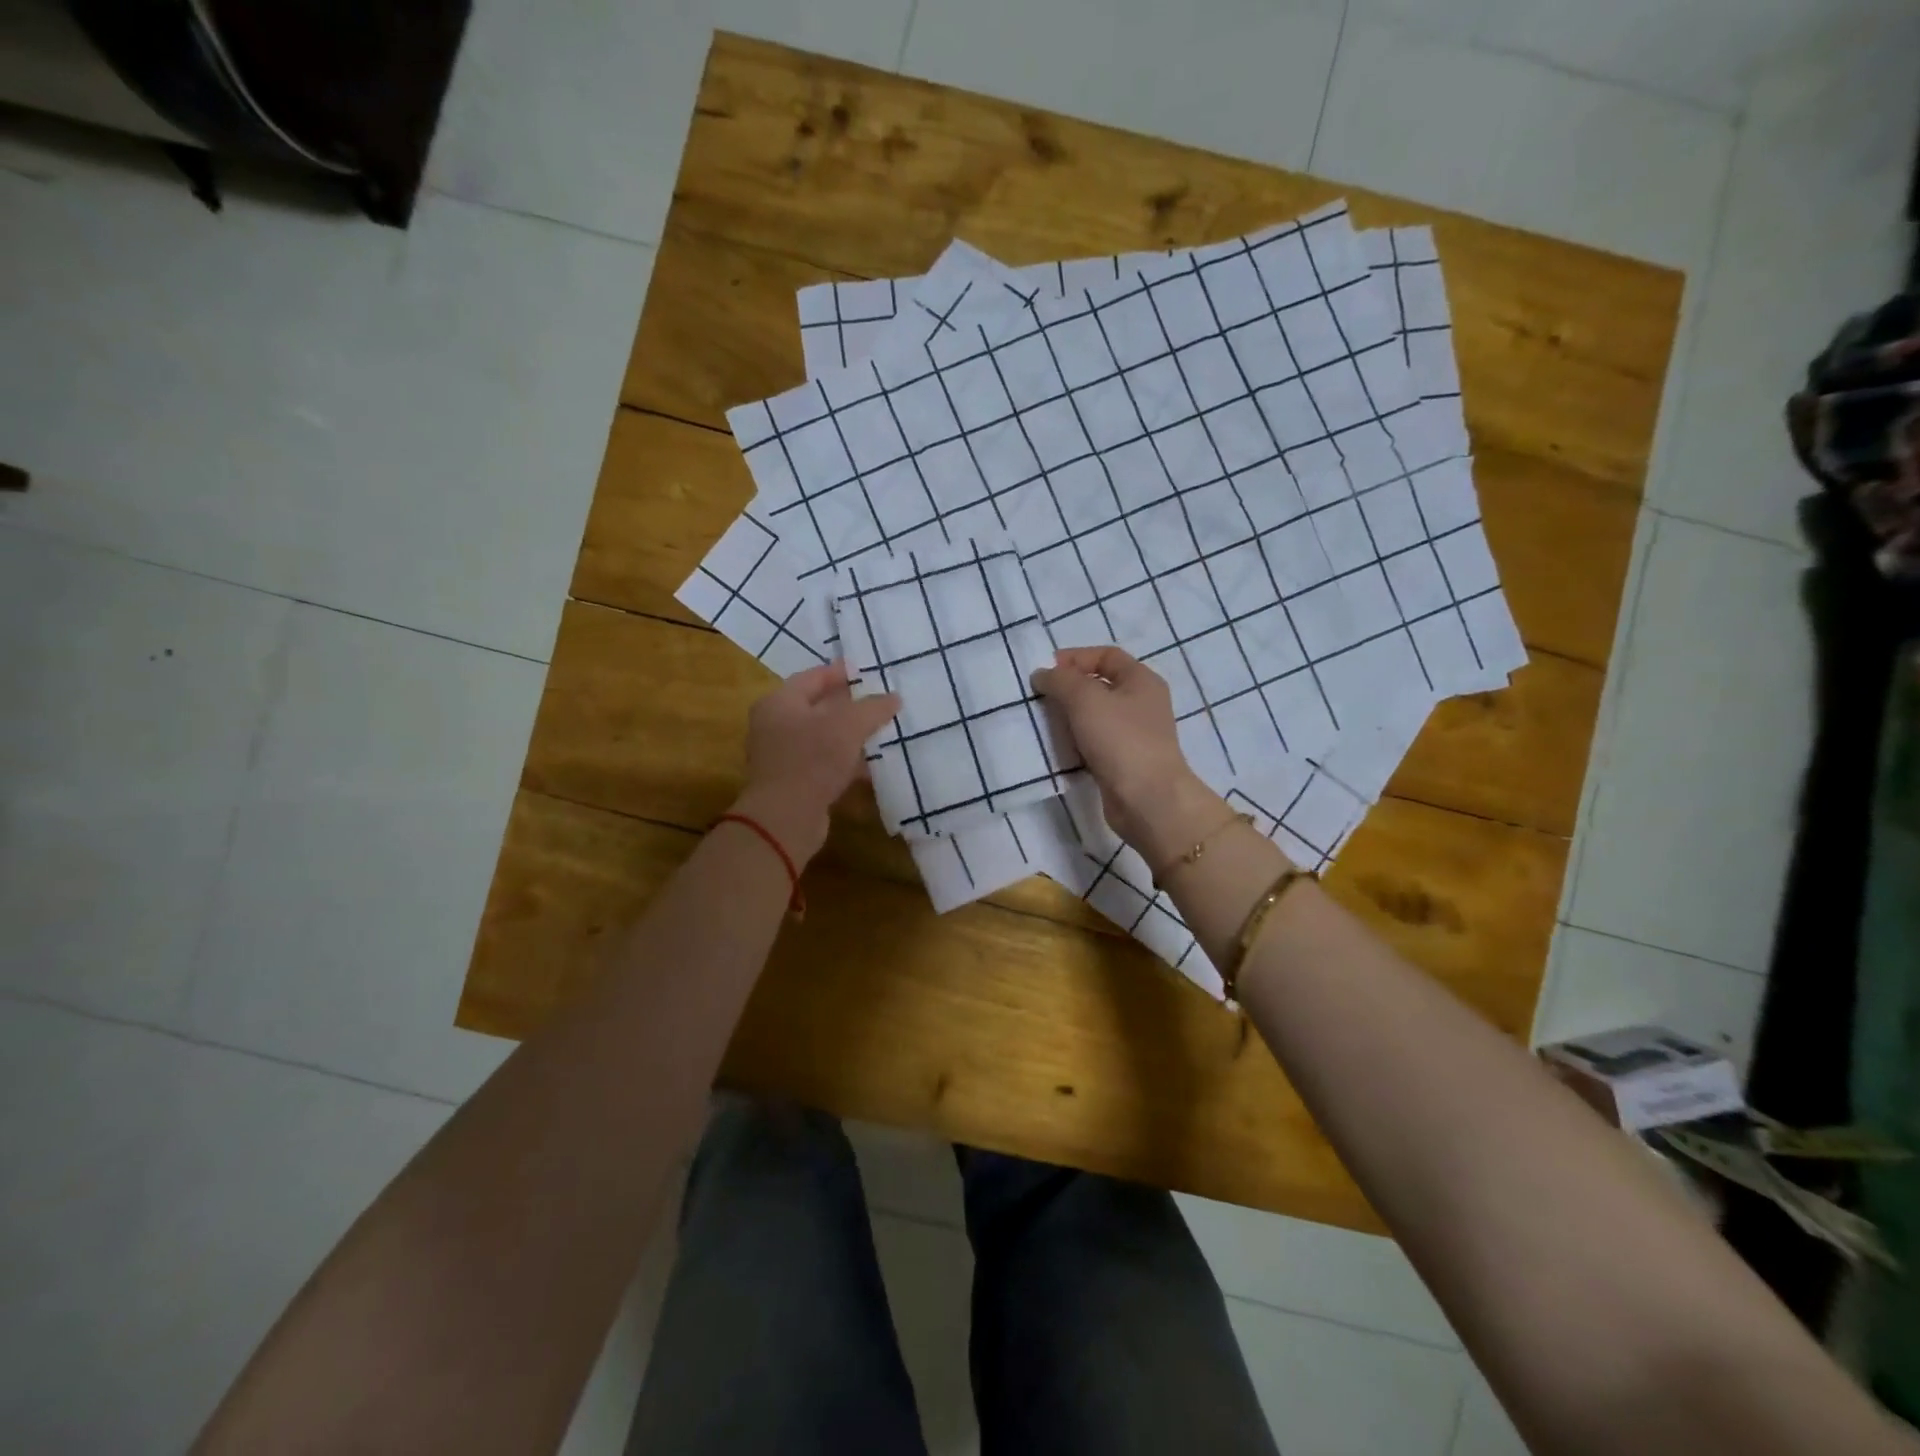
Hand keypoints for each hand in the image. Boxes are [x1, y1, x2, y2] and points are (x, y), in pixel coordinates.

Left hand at [731, 661, 900, 863]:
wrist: (785, 818)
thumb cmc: (812, 760)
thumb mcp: (848, 726)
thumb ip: (872, 708)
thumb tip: (894, 698)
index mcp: (779, 702)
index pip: (812, 677)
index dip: (840, 672)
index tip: (865, 670)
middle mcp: (775, 725)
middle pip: (817, 707)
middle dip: (849, 705)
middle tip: (879, 701)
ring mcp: (783, 756)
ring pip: (823, 738)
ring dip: (850, 736)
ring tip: (881, 732)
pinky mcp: (794, 782)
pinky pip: (824, 764)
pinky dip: (846, 762)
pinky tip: (871, 767)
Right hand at [1031, 646, 1224, 861]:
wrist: (1147, 799)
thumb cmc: (1120, 739)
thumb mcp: (1085, 698)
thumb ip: (1060, 680)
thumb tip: (1042, 675)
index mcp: (1141, 680)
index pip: (1106, 655)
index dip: (1075, 657)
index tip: (1046, 671)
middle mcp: (1142, 703)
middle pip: (1100, 685)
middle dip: (1069, 689)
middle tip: (1041, 698)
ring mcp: (1135, 735)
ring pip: (1096, 716)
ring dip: (1070, 717)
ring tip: (1045, 723)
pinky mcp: (1125, 761)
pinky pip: (1095, 743)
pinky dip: (1077, 742)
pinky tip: (1060, 748)